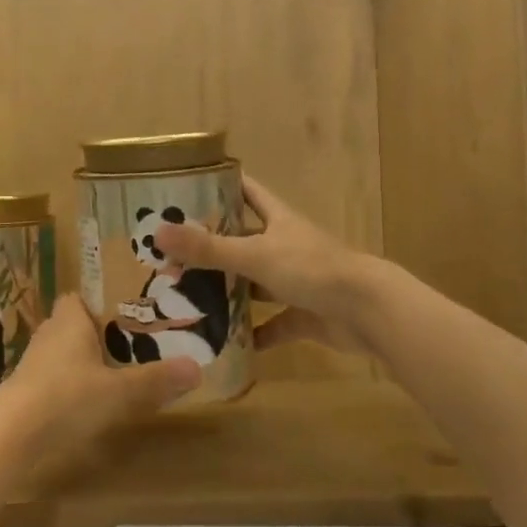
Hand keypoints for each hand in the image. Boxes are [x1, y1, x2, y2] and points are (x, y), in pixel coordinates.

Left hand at [0, 296, 200, 464]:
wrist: (10, 434)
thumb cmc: (67, 397)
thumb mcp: (119, 391)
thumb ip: (156, 380)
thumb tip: (197, 368)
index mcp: (69, 319)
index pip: (79, 297)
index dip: (99, 303)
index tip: (125, 315)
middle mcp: (48, 333)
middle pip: (74, 325)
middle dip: (97, 335)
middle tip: (130, 346)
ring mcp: (33, 363)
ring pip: (63, 353)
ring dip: (82, 362)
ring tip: (114, 375)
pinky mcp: (25, 390)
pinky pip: (53, 378)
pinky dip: (68, 385)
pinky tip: (85, 403)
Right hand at [152, 175, 367, 354]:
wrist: (368, 312)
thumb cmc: (311, 269)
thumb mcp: (254, 255)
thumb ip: (208, 248)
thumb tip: (158, 232)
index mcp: (278, 220)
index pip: (247, 191)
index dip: (222, 184)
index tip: (188, 185)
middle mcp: (287, 246)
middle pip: (246, 239)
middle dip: (214, 245)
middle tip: (173, 251)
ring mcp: (297, 281)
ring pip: (256, 283)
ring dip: (230, 290)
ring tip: (188, 295)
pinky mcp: (305, 315)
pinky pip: (273, 324)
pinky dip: (253, 333)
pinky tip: (225, 341)